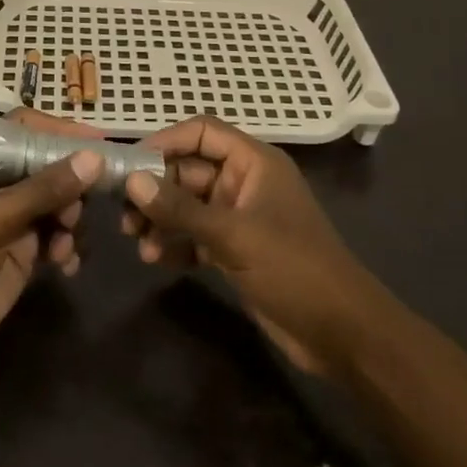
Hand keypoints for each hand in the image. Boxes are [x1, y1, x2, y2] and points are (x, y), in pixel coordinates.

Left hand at [0, 109, 101, 369]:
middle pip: (47, 164)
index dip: (58, 132)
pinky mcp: (25, 248)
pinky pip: (59, 235)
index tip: (95, 142)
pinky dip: (69, 245)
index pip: (22, 129)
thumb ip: (43, 189)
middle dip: (71, 184)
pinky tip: (66, 264)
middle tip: (80, 206)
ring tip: (65, 241)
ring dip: (71, 218)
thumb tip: (94, 159)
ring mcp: (12, 216)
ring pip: (58, 200)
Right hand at [121, 116, 375, 375]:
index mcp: (254, 163)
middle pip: (189, 171)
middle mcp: (245, 183)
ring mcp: (240, 217)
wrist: (342, 334)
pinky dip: (175, 243)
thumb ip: (181, 209)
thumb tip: (132, 182)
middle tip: (124, 214)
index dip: (165, 142)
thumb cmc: (293, 268)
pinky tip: (156, 259)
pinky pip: (195, 235)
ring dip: (162, 220)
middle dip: (156, 190)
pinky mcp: (236, 250)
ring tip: (138, 242)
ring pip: (188, 205)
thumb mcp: (234, 235)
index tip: (130, 164)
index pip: (202, 133)